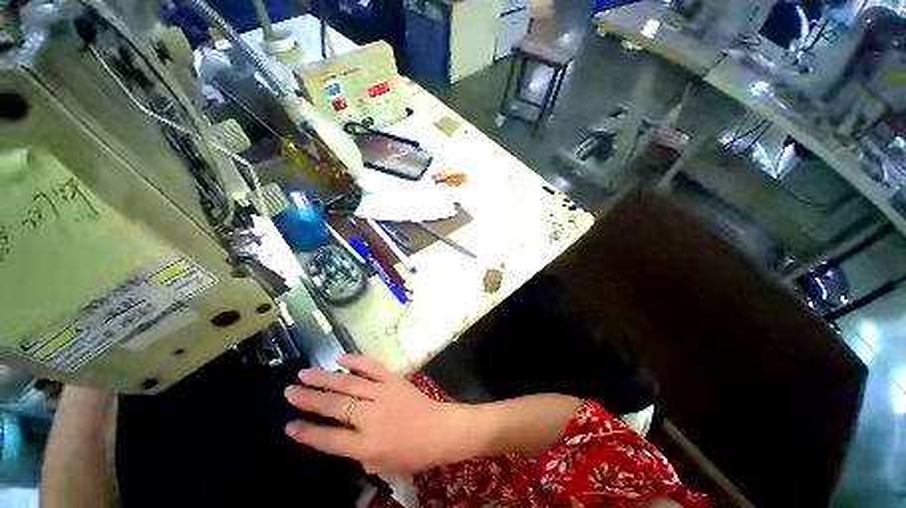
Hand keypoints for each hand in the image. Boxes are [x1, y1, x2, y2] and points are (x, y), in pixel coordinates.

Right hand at [284, 355, 467, 473]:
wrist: (439, 430)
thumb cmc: (411, 454)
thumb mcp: (379, 465)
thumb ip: (357, 451)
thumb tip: (340, 432)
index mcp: (367, 445)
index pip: (329, 439)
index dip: (307, 432)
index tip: (288, 424)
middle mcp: (371, 417)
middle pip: (335, 406)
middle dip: (309, 399)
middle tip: (289, 391)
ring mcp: (383, 393)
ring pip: (349, 384)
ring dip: (325, 378)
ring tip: (304, 373)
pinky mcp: (394, 379)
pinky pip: (372, 367)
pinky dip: (356, 361)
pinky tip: (340, 357)